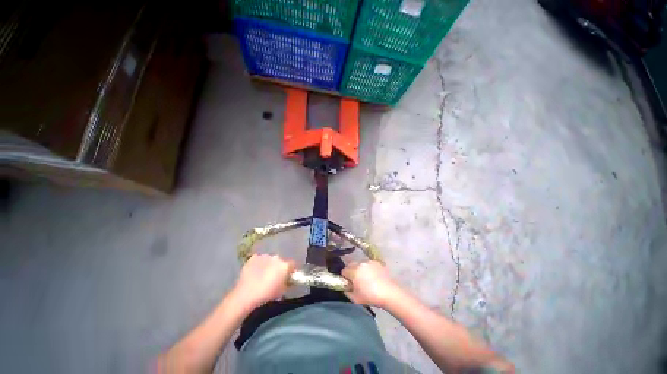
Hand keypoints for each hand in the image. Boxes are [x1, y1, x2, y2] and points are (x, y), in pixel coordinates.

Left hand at [233, 254, 295, 308]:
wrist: (246, 294)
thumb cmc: (267, 294)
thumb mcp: (282, 291)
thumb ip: (288, 282)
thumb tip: (289, 280)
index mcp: (285, 265)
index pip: (292, 264)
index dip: (291, 270)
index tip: (289, 276)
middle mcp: (277, 257)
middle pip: (280, 261)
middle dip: (279, 267)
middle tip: (274, 276)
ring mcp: (265, 256)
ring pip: (270, 259)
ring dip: (269, 265)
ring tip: (263, 275)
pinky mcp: (254, 257)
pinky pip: (259, 259)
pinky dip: (259, 264)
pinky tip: (255, 272)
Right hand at [342, 261, 401, 307]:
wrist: (389, 293)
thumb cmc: (370, 297)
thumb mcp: (355, 299)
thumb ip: (347, 291)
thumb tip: (346, 287)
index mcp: (353, 271)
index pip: (344, 270)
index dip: (345, 277)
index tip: (349, 283)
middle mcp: (360, 263)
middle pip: (351, 264)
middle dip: (352, 271)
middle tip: (357, 280)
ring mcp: (369, 261)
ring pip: (360, 263)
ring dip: (360, 269)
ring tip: (366, 278)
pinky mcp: (377, 262)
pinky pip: (369, 263)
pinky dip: (369, 268)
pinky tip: (374, 276)